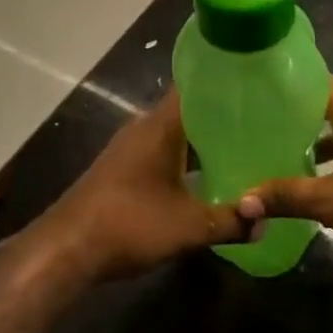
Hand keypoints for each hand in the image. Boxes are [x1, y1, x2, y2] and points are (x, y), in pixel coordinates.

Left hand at [32, 92, 245, 282]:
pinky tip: (206, 176)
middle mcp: (144, 127)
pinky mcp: (123, 168)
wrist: (67, 249)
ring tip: (243, 147)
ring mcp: (130, 148)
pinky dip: (186, 158)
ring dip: (204, 141)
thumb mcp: (188, 227)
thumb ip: (230, 221)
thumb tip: (265, 221)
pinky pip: (163, 151)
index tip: (256, 86)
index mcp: (161, 126)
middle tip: (261, 122)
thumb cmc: (129, 224)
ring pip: (176, 133)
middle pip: (189, 110)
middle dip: (223, 116)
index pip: (195, 86)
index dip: (225, 83)